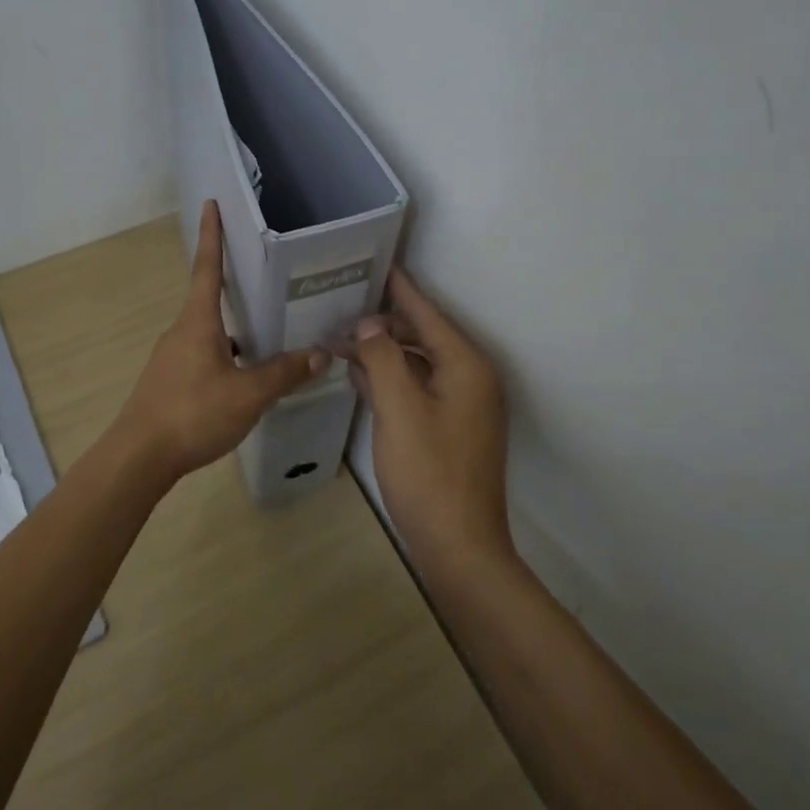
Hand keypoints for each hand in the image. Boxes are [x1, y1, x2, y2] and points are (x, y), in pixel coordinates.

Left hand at [107, 202, 329, 486]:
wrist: (139, 457)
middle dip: (233, 283)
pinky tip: (244, 375)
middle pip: (209, 298)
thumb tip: (321, 353)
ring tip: (267, 330)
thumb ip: (284, 373)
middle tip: (265, 274)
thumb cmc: (192, 414)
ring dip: (233, 327)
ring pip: (208, 331)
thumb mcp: (248, 394)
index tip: (211, 204)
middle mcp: (182, 331)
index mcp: (198, 322)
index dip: (212, 235)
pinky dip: (225, 354)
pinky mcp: (169, 381)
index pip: (207, 268)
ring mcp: (172, 357)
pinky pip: (203, 354)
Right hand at [349, 269, 514, 571]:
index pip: (427, 313)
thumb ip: (383, 359)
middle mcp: (470, 378)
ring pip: (417, 364)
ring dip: (382, 353)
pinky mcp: (450, 428)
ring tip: (341, 340)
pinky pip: (417, 389)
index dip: (399, 288)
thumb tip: (370, 324)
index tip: (374, 261)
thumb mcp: (400, 409)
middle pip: (422, 336)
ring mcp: (462, 406)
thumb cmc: (429, 473)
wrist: (459, 548)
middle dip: (381, 325)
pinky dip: (391, 380)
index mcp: (465, 366)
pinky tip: (359, 376)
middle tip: (339, 313)